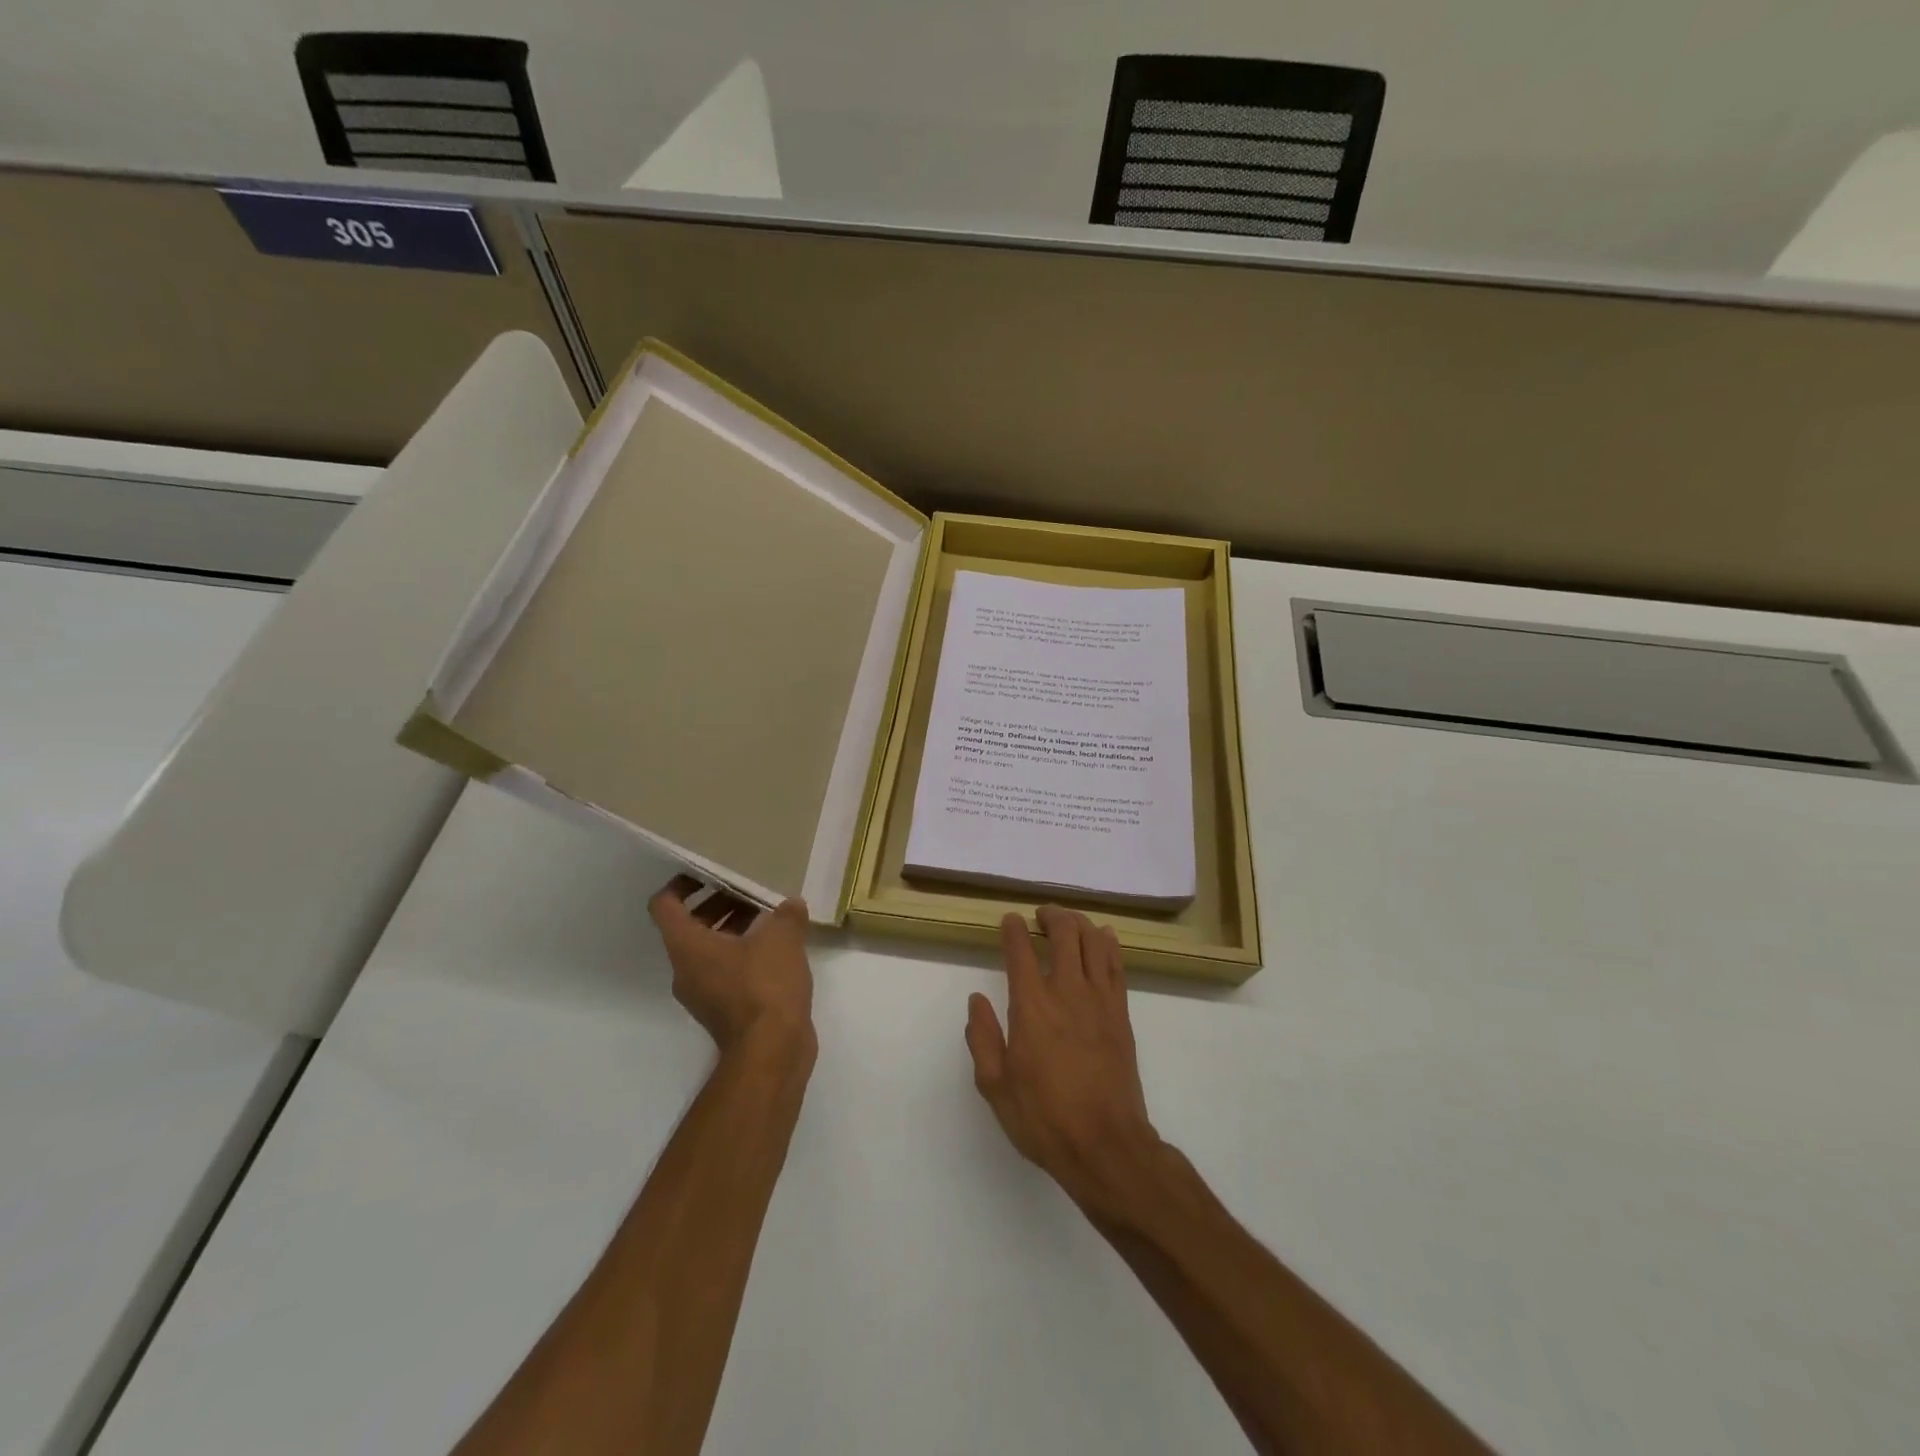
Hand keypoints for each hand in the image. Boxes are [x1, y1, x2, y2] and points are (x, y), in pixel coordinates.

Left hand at [648, 875, 814, 1056]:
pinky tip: (777, 950)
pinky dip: (743, 954)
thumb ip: (786, 915)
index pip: (665, 905)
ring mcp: (703, 993)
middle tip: (749, 892)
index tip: (709, 874)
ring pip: (709, 950)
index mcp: (687, 946)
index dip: (681, 884)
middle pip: (690, 926)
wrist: (771, 1051)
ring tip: (769, 917)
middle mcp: (686, 969)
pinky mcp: (723, 1011)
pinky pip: (725, 971)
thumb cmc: (765, 986)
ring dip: (733, 929)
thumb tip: (792, 905)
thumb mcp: (782, 938)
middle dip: (718, 904)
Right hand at [965, 906, 1162, 1219]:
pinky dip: (1108, 943)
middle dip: (1052, 915)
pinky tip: (1103, 938)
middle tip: (1041, 915)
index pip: (1021, 951)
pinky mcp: (1121, 1013)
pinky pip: (1116, 964)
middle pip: (1064, 933)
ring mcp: (1100, 1000)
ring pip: (1094, 941)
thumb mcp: (995, 1086)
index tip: (1009, 920)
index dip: (1013, 929)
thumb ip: (983, 1038)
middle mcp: (1067, 992)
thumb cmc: (1044, 1118)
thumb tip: (977, 1001)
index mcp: (1032, 1006)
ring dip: (1080, 923)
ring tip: (1068, 922)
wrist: (1106, 1145)